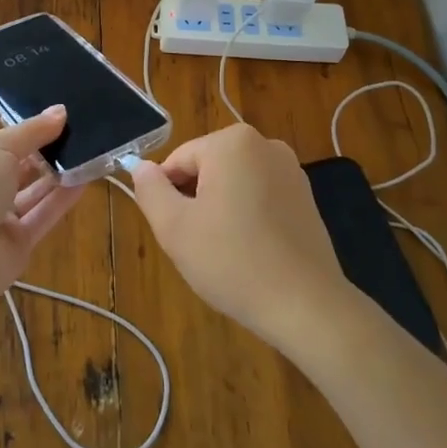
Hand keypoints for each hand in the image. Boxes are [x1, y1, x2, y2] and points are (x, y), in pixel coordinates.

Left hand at [0, 106, 87, 297]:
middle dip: (44, 154)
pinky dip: (62, 200)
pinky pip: (42, 217)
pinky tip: (86, 180)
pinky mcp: (17, 245)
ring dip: (57, 176)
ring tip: (88, 153)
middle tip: (78, 134)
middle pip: (16, 170)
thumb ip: (31, 131)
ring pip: (32, 194)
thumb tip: (60, 111)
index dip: (26, 133)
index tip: (58, 119)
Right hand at [130, 123, 354, 354]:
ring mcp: (291, 170)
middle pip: (207, 168)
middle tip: (198, 244)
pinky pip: (260, 197)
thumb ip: (150, 190)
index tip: (175, 231)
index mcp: (232, 142)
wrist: (306, 305)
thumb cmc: (233, 261)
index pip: (178, 161)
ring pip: (233, 184)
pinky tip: (250, 253)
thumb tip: (140, 167)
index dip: (168, 197)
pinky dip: (247, 218)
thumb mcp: (174, 227)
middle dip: (196, 201)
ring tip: (225, 251)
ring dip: (220, 210)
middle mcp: (265, 144)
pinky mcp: (306, 197)